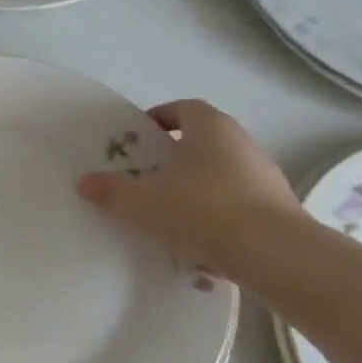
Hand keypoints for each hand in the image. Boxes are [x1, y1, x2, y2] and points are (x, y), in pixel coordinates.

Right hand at [78, 99, 303, 276]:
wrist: (274, 254)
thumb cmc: (203, 210)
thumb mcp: (142, 202)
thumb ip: (111, 190)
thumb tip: (85, 182)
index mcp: (210, 128)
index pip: (184, 108)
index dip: (159, 118)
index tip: (139, 137)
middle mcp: (241, 143)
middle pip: (202, 140)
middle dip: (173, 156)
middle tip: (144, 175)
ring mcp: (264, 175)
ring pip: (219, 172)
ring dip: (194, 185)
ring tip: (167, 211)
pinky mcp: (276, 207)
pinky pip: (235, 201)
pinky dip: (215, 212)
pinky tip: (196, 238)